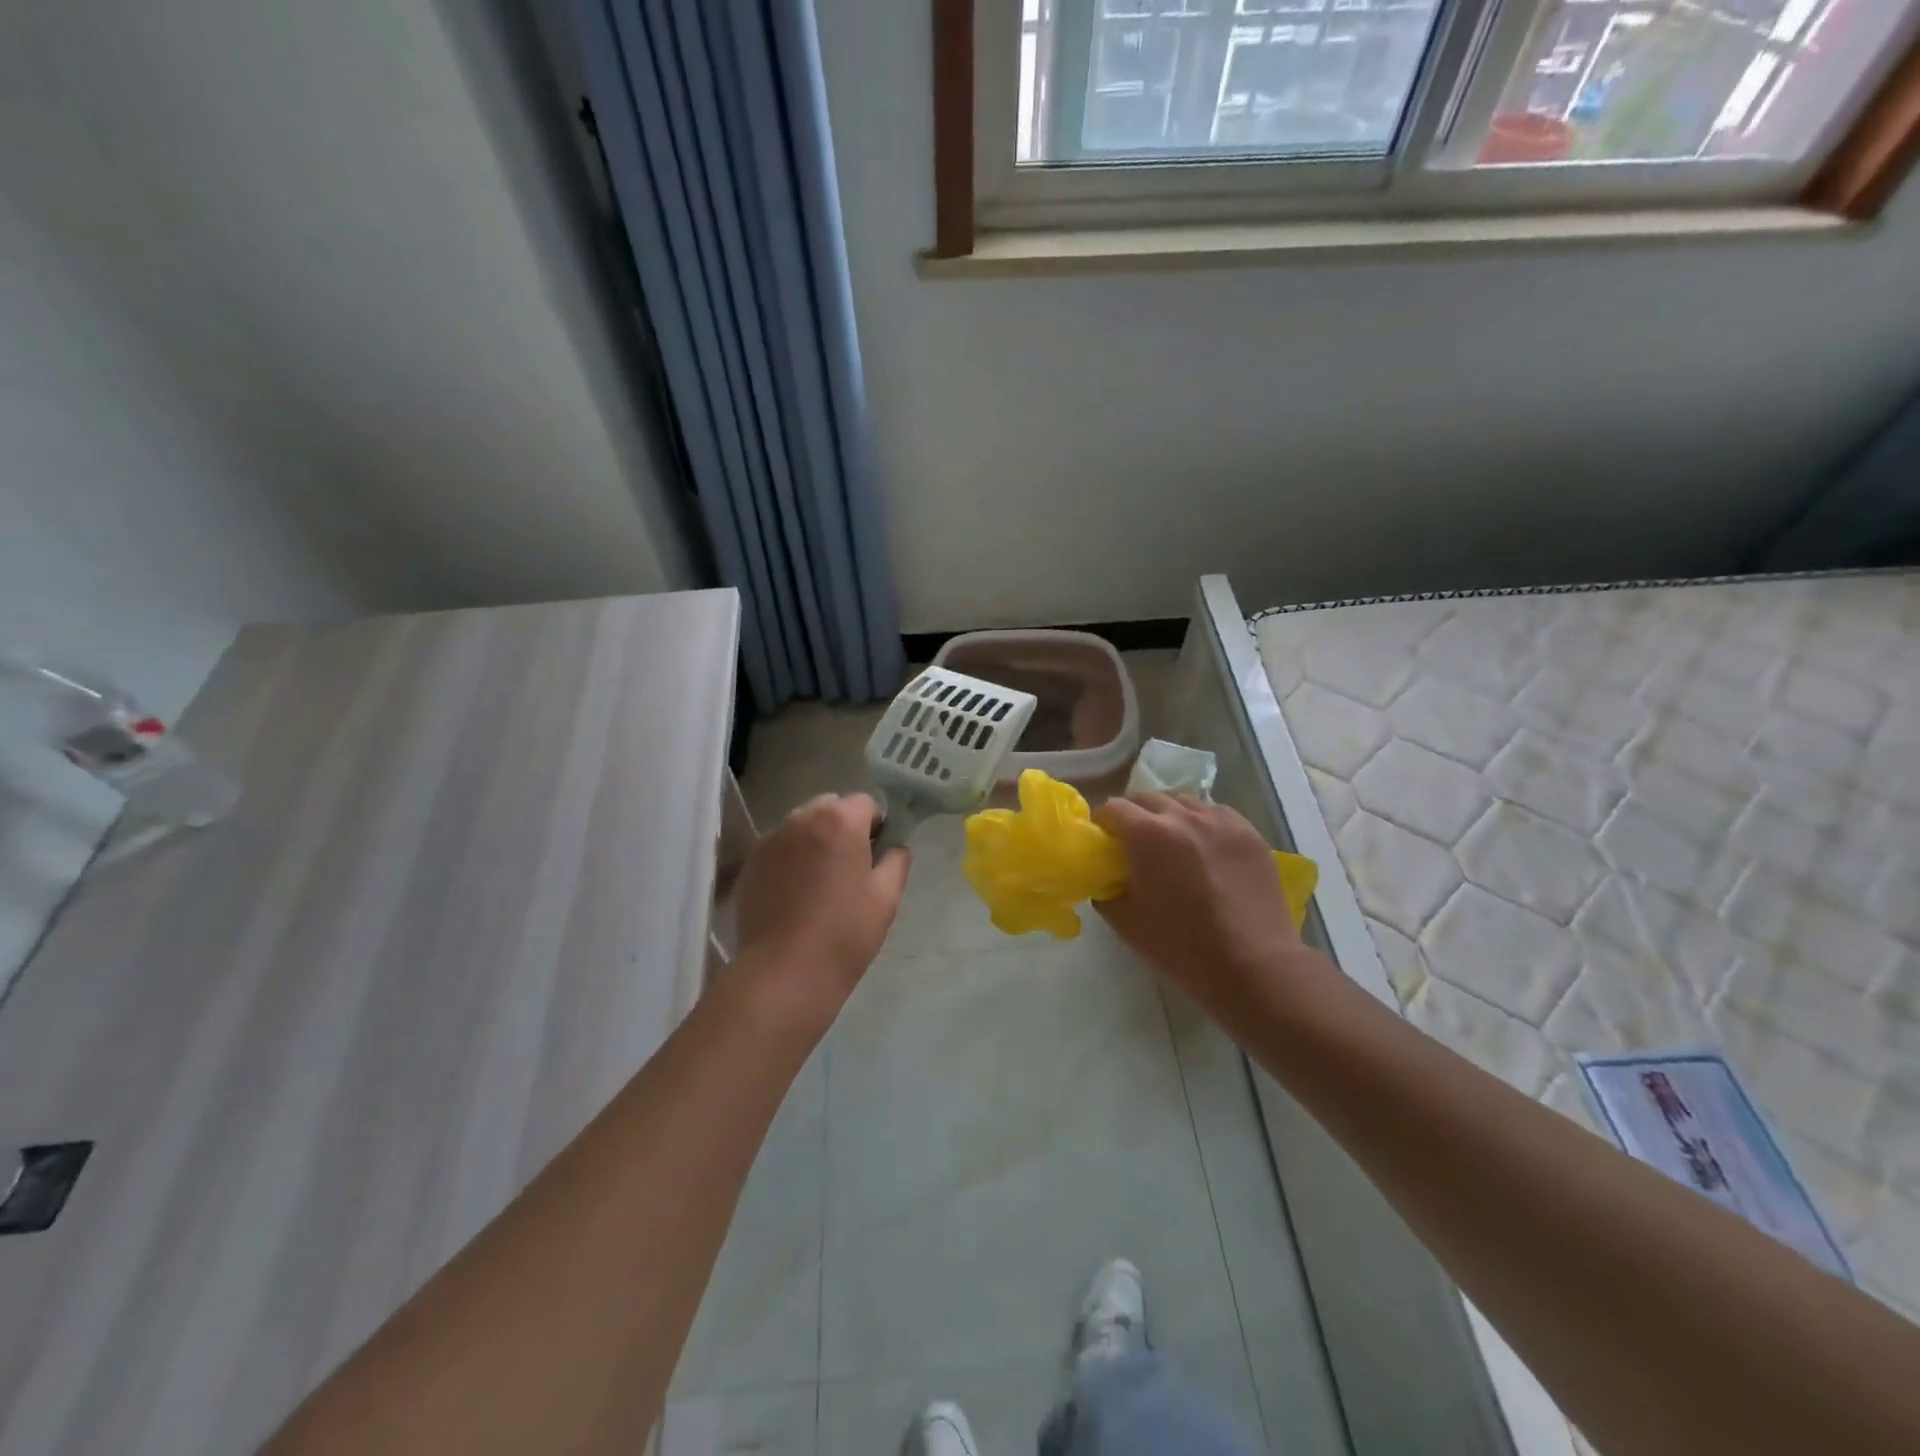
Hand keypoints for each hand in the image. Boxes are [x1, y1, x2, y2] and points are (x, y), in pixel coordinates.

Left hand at [732, 793, 910, 1023]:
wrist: (784, 973)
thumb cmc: (844, 933)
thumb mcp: (886, 897)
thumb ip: (896, 861)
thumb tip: (895, 847)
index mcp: (839, 820)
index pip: (865, 804)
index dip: (876, 826)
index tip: (877, 856)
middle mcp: (801, 819)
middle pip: (830, 808)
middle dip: (843, 827)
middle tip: (850, 868)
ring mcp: (770, 840)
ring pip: (802, 826)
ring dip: (815, 841)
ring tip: (820, 882)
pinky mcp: (750, 863)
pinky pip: (779, 848)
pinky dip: (791, 859)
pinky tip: (796, 894)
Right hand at [1094, 795, 1309, 1024]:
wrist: (1252, 966)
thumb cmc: (1181, 947)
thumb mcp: (1125, 921)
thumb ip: (1107, 889)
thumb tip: (1109, 877)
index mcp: (1147, 835)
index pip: (1113, 808)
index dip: (1104, 824)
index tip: (1106, 844)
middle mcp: (1182, 817)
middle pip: (1147, 799)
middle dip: (1135, 817)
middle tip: (1137, 847)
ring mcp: (1220, 821)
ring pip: (1184, 803)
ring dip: (1170, 818)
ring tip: (1175, 847)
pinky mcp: (1249, 832)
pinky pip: (1217, 814)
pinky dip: (1204, 825)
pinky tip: (1207, 852)